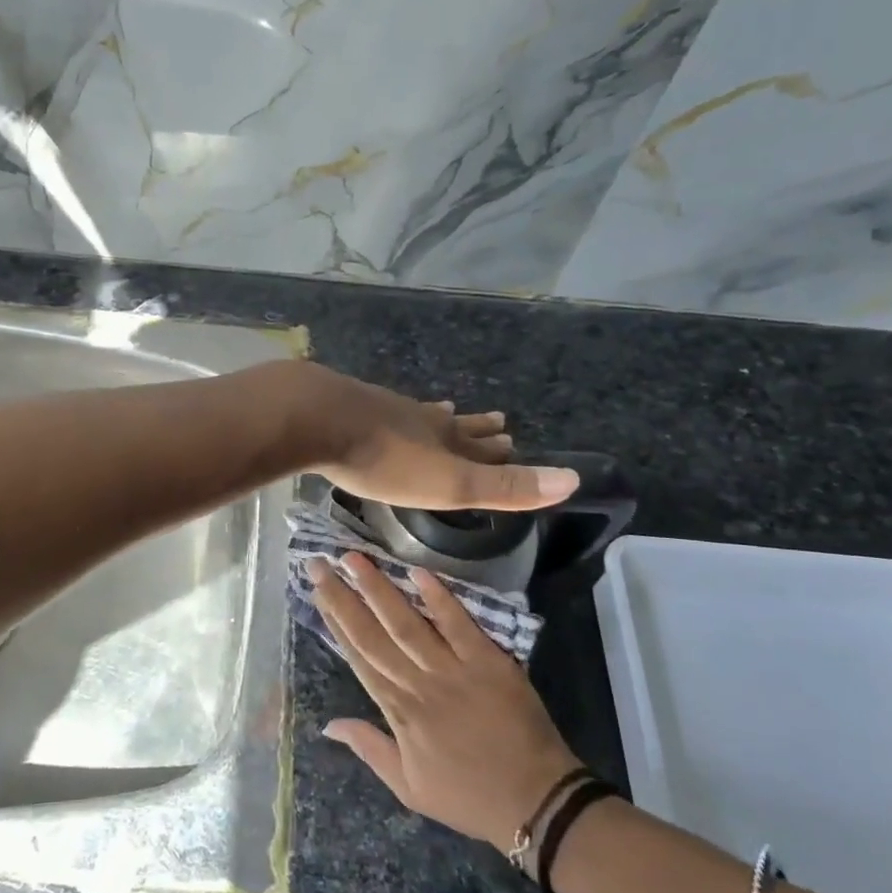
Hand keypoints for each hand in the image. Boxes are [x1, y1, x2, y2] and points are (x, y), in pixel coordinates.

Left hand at [296, 366, 578, 511]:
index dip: (499, 449)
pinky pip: (381, 410)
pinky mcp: (347, 406)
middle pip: (454, 425)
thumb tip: (574, 480)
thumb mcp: (449, 482)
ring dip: (436, 417)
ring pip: (418, 413)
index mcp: (443, 438)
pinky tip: (380, 409)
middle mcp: (418, 418)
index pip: (480, 446)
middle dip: (475, 429)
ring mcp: (381, 408)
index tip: (513, 438)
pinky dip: (393, 413)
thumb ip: (504, 486)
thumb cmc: (385, 459)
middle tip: (496, 420)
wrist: (317, 417)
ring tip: (445, 410)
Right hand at [309, 553, 581, 851]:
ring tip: (354, 559)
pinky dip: (439, 599)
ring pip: (407, 623)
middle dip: (343, 596)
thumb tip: (328, 724)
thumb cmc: (468, 796)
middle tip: (318, 563)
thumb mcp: (409, 788)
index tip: (317, 591)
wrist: (536, 802)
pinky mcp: (489, 662)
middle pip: (372, 634)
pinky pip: (459, 626)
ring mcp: (454, 670)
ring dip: (378, 589)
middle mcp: (418, 684)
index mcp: (399, 712)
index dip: (335, 622)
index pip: (359, 657)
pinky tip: (417, 572)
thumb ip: (369, 749)